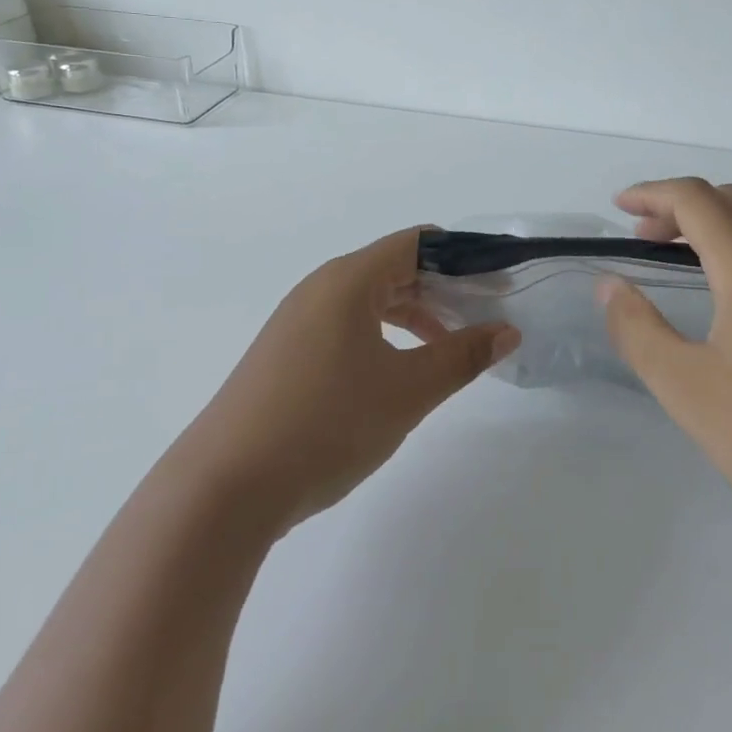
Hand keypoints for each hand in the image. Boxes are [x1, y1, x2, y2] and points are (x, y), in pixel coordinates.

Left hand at [179, 227, 519, 533]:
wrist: (224, 487)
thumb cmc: (326, 423)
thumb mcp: (407, 391)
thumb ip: (462, 357)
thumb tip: (507, 331)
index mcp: (348, 280)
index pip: (416, 244)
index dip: (462, 256)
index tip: (499, 280)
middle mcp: (320, 289)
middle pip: (394, 268)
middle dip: (443, 287)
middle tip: (486, 313)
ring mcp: (298, 322)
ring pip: (370, 300)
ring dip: (415, 314)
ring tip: (451, 343)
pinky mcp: (287, 354)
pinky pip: (348, 326)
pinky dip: (385, 335)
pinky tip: (401, 368)